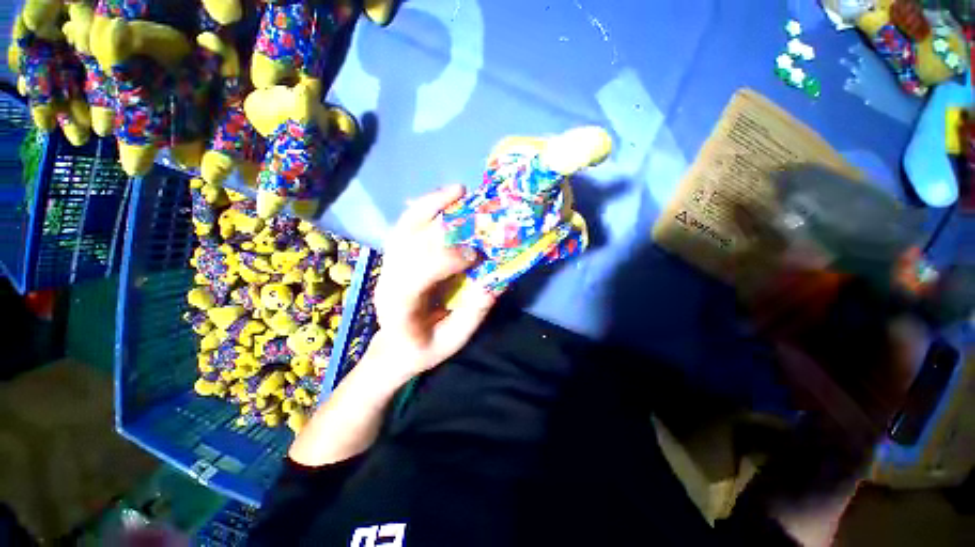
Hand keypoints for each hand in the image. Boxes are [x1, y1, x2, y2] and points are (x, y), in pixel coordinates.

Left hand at [371, 185, 497, 378]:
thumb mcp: (453, 341)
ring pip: (403, 227)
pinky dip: (423, 208)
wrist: (393, 346)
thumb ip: (473, 313)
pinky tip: (443, 198)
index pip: (415, 276)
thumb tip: (496, 281)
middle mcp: (387, 280)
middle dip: (444, 228)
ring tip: (457, 191)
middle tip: (476, 213)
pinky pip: (405, 225)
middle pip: (408, 244)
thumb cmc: (424, 348)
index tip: (475, 255)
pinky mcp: (393, 256)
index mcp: (399, 308)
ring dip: (430, 205)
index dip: (445, 260)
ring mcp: (387, 265)